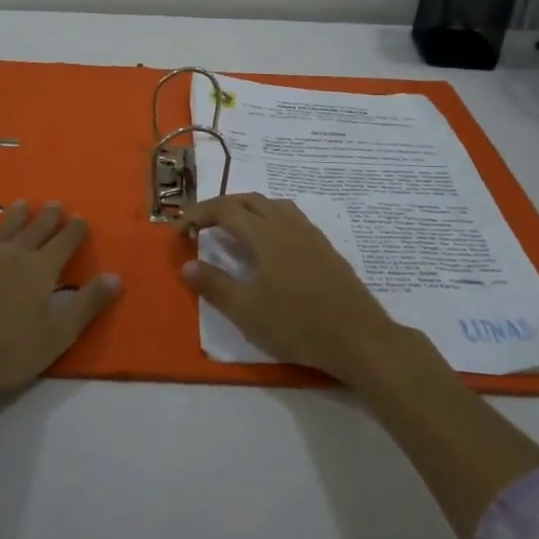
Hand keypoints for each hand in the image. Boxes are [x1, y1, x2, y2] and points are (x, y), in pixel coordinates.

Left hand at [0, 200, 122, 406]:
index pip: (64, 242)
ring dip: (16, 217)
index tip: (81, 218)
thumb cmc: (8, 351)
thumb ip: (87, 304)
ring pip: (5, 230)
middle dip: (48, 217)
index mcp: (41, 270)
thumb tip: (115, 276)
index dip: (74, 230)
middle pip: (35, 230)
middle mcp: (14, 256)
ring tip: (23, 204)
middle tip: (55, 203)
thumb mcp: (58, 335)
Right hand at [180, 193, 400, 383]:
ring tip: (232, 229)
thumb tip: (186, 265)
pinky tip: (269, 245)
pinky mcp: (324, 247)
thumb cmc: (297, 324)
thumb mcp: (247, 311)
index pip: (225, 209)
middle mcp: (287, 224)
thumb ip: (215, 285)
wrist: (358, 338)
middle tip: (200, 225)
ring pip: (272, 205)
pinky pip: (289, 218)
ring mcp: (309, 233)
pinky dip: (268, 219)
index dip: (199, 213)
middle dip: (220, 207)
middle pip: (249, 200)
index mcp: (265, 234)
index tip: (179, 229)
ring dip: (247, 209)